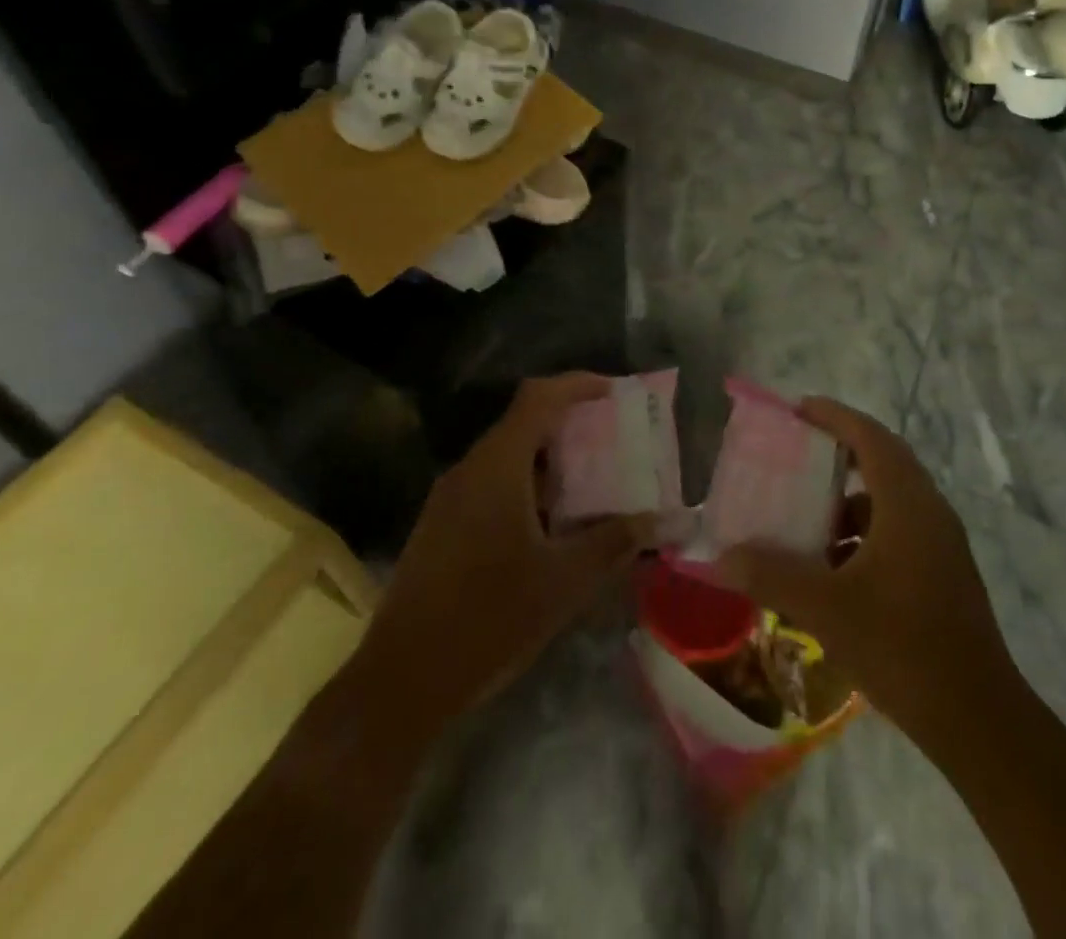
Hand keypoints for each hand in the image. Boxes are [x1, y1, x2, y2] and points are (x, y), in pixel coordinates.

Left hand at [368, 373, 651, 726]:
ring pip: (508, 455)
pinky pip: (492, 483)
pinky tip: (551, 524)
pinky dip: (528, 485)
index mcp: (497, 467)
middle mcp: (470, 469)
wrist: (402, 681)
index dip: (579, 384)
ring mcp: (449, 498)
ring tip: (592, 481)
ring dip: (550, 459)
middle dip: (571, 423)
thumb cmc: (488, 619)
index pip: (539, 397)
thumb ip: (615, 541)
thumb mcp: (564, 582)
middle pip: (524, 421)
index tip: (617, 392)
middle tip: (614, 439)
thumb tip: (663, 519)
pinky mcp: (441, 525)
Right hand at [714, 397, 1013, 739]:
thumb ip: (772, 576)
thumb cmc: (902, 647)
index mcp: (907, 503)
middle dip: (840, 452)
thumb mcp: (827, 609)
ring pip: (890, 501)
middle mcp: (930, 511)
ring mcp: (942, 544)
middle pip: (883, 461)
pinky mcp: (944, 573)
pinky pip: (898, 531)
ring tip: (808, 519)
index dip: (835, 416)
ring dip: (850, 501)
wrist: (978, 718)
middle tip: (798, 455)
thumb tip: (724, 555)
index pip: (870, 437)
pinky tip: (835, 569)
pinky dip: (864, 534)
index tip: (800, 408)